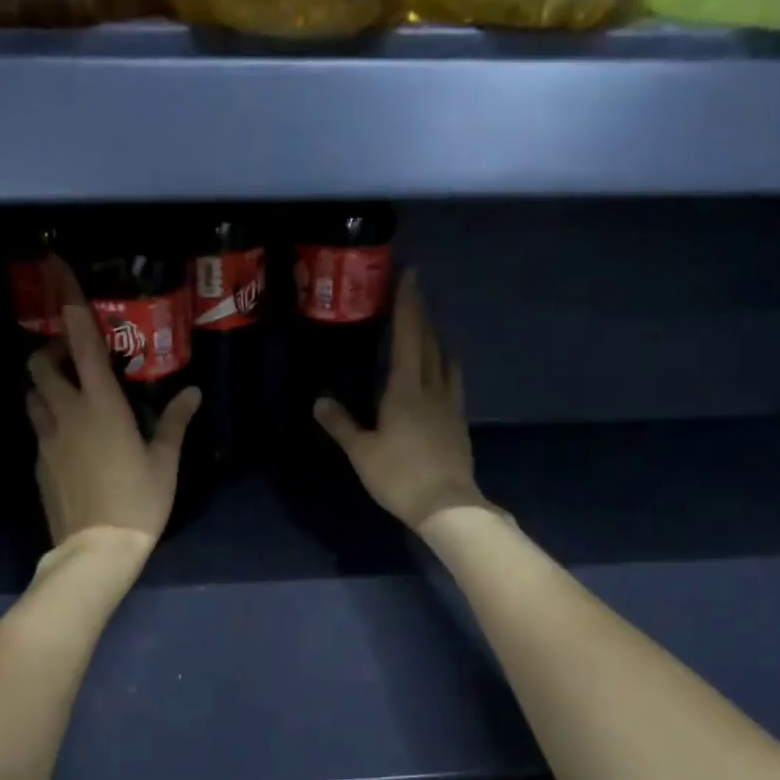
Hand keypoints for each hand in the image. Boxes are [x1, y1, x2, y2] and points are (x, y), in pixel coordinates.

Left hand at [26, 259, 199, 546]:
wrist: (96, 550)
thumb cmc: (139, 501)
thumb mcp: (165, 462)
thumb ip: (175, 422)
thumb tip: (192, 393)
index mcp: (101, 405)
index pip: (80, 341)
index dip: (68, 301)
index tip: (55, 266)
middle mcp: (66, 412)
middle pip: (40, 364)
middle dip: (51, 353)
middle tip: (77, 364)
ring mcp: (46, 439)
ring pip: (33, 396)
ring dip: (47, 389)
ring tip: (74, 402)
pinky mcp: (38, 463)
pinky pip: (39, 430)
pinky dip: (50, 423)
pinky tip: (74, 445)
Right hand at [314, 273, 488, 531]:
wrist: (446, 504)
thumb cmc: (399, 475)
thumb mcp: (362, 452)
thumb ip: (341, 424)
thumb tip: (319, 401)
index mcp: (405, 389)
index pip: (407, 336)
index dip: (407, 304)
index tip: (409, 275)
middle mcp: (432, 388)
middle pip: (428, 343)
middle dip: (420, 317)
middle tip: (411, 297)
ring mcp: (450, 405)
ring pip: (445, 361)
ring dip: (436, 341)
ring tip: (427, 333)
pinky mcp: (459, 423)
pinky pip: (453, 383)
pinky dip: (445, 368)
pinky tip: (440, 375)